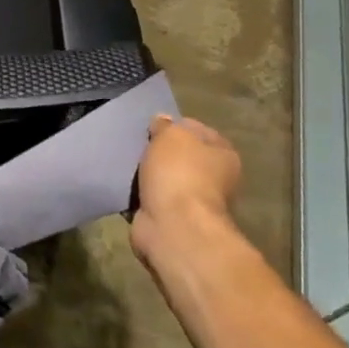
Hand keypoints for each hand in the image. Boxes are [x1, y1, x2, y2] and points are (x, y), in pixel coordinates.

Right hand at [130, 114, 242, 269]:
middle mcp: (214, 178)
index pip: (197, 130)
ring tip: (126, 165)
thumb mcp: (171, 136)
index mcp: (223, 154)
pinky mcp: (172, 219)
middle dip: (159, 152)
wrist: (173, 226)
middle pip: (180, 156)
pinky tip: (125, 187)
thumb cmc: (179, 173)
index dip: (173, 126)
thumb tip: (162, 121)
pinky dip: (140, 195)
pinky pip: (152, 199)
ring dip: (148, 175)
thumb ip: (165, 126)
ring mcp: (193, 200)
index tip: (150, 128)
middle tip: (135, 146)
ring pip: (165, 178)